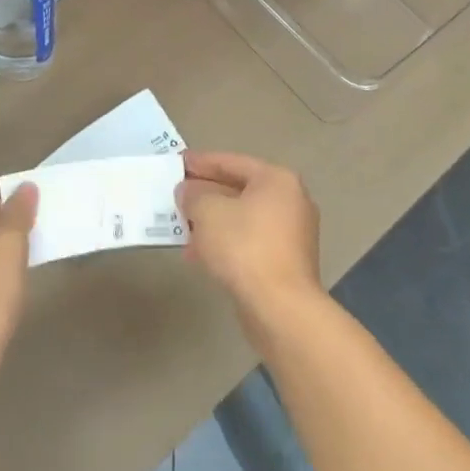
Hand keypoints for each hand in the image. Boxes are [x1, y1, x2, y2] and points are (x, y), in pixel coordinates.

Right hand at [176, 152, 323, 339]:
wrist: (280, 308)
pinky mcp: (286, 263)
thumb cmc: (244, 246)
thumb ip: (193, 195)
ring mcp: (291, 234)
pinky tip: (198, 254)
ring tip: (182, 225)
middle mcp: (290, 201)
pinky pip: (249, 242)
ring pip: (243, 218)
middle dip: (206, 193)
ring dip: (213, 221)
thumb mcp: (208, 212)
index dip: (202, 162)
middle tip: (178, 194)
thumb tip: (188, 192)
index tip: (178, 163)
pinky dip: (225, 242)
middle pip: (240, 190)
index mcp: (277, 180)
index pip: (233, 162)